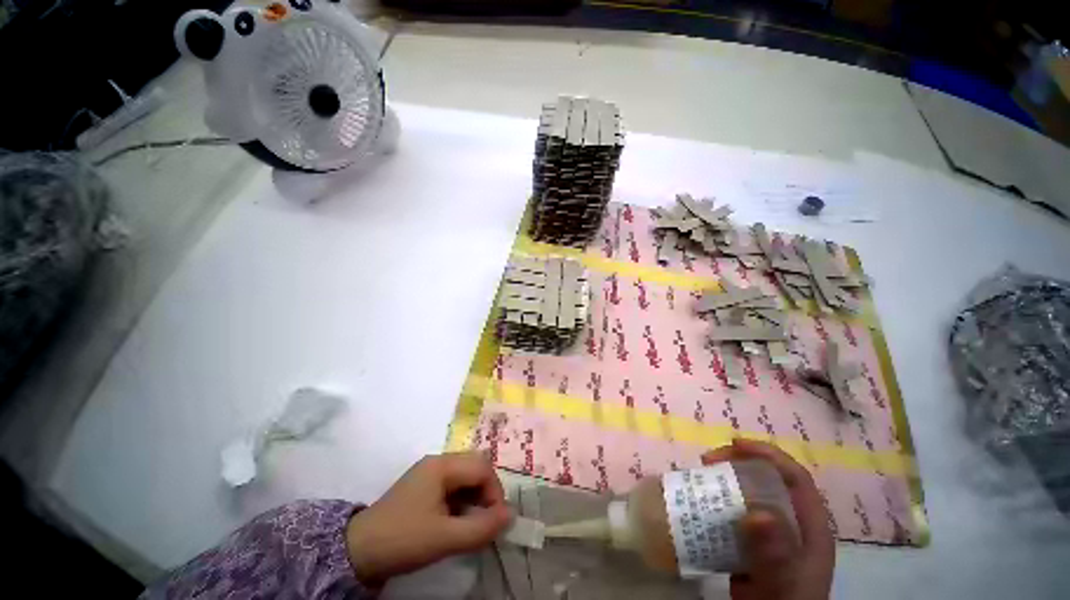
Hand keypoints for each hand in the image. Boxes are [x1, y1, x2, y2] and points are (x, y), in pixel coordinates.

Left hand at [345, 452, 511, 586]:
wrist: (356, 552)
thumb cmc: (403, 540)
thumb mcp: (444, 538)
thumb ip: (481, 527)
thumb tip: (511, 515)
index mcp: (442, 465)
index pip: (482, 468)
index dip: (495, 492)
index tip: (496, 521)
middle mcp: (438, 461)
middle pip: (475, 467)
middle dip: (487, 492)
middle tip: (487, 520)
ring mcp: (429, 472)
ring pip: (465, 475)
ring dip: (475, 496)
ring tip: (473, 523)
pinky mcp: (423, 485)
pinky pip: (453, 485)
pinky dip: (462, 500)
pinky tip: (457, 520)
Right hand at [702, 439, 834, 599]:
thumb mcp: (782, 581)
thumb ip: (774, 554)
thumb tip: (757, 515)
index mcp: (809, 525)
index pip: (794, 477)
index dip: (767, 454)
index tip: (734, 444)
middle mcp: (791, 522)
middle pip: (767, 479)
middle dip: (737, 462)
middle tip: (707, 461)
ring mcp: (771, 532)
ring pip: (748, 492)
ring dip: (723, 479)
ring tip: (698, 476)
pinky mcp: (752, 541)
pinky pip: (734, 510)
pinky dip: (716, 500)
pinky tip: (699, 502)